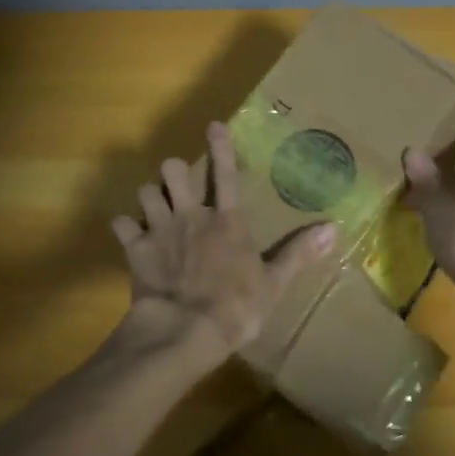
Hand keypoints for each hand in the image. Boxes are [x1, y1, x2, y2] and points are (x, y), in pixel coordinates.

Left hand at [111, 121, 336, 363]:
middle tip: (179, 185)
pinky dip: (125, 227)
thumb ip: (299, 253)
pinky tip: (129, 233)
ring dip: (150, 197)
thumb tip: (333, 229)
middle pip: (174, 171)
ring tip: (154, 207)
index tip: (213, 125)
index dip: (221, 147)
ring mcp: (160, 230)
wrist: (185, 330)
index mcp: (227, 221)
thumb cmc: (235, 307)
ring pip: (145, 191)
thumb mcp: (274, 283)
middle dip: (174, 172)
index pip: (226, 174)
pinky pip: (121, 225)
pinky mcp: (135, 249)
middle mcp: (191, 215)